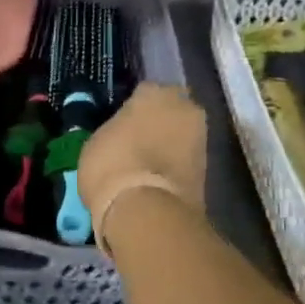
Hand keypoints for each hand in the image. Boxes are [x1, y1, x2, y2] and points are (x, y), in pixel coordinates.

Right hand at [79, 83, 206, 246]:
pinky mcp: (208, 168)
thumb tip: (120, 137)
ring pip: (182, 134)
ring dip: (170, 144)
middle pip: (171, 110)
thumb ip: (114, 132)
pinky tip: (158, 180)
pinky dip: (176, 166)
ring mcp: (200, 137)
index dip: (133, 110)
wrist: (146, 210)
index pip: (144, 93)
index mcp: (153, 93)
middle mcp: (184, 107)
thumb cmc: (112, 166)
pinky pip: (186, 159)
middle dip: (159, 122)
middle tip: (139, 142)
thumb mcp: (96, 143)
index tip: (123, 125)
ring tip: (148, 165)